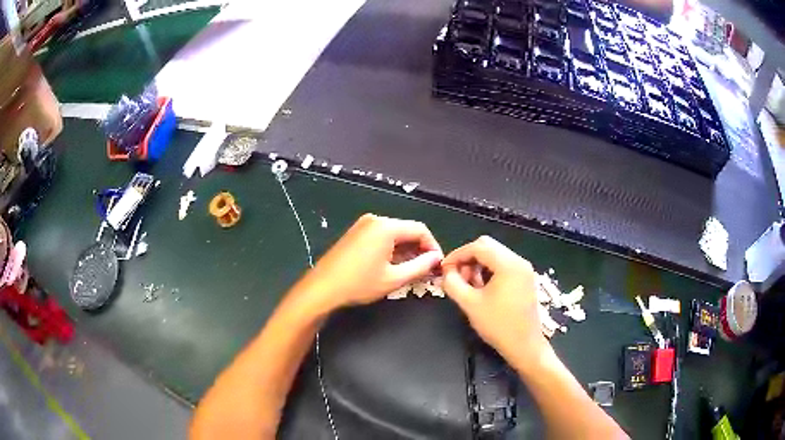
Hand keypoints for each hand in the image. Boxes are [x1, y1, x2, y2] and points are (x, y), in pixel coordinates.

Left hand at [295, 214, 442, 313]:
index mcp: (386, 227)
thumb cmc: (359, 284)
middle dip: (419, 249)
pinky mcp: (356, 233)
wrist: (322, 288)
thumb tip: (436, 258)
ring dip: (406, 251)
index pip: (420, 230)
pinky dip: (392, 249)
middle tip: (427, 270)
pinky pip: (381, 237)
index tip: (437, 264)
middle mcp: (375, 220)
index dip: (433, 246)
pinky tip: (394, 266)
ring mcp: (363, 225)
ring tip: (412, 271)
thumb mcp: (394, 279)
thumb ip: (420, 266)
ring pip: (394, 235)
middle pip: (407, 230)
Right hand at [441, 236, 546, 360]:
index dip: (457, 255)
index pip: (478, 247)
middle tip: (457, 278)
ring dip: (478, 265)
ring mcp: (524, 269)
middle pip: (488, 247)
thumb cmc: (498, 325)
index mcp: (508, 264)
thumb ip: (453, 284)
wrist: (524, 345)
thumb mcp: (469, 304)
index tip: (444, 269)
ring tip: (469, 286)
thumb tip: (446, 272)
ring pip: (495, 255)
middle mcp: (519, 261)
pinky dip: (489, 271)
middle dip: (468, 259)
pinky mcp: (525, 279)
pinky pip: (503, 265)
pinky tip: (482, 289)